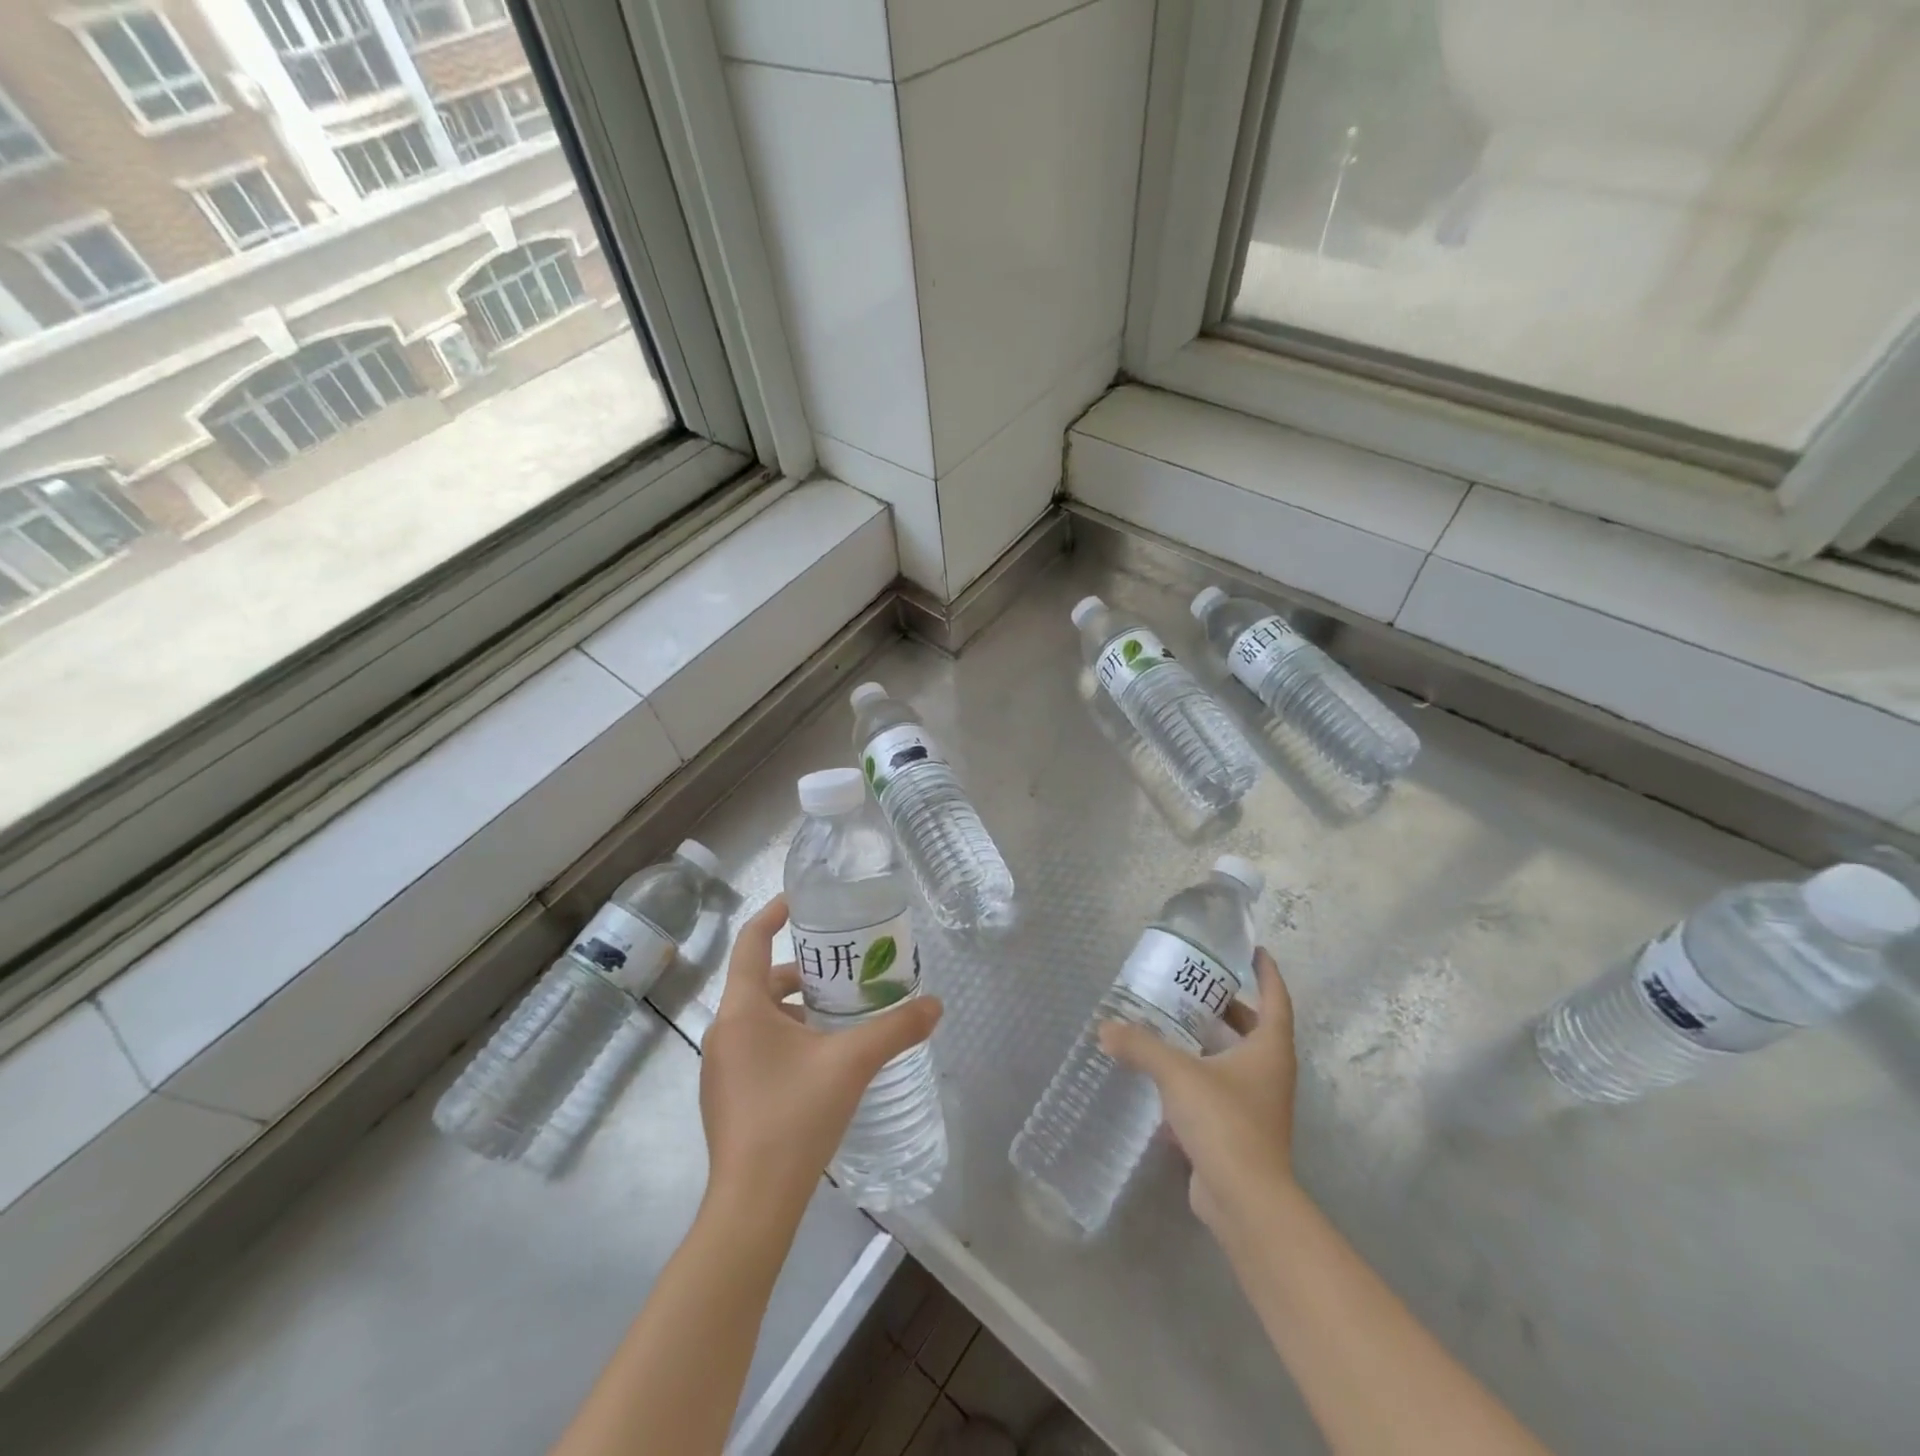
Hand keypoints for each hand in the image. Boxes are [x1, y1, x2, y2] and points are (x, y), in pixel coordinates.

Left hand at [699, 896, 941, 1220]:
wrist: (753, 1204)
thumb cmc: (795, 1117)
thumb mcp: (852, 1064)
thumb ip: (896, 1028)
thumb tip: (935, 1005)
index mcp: (742, 1010)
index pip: (751, 941)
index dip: (773, 914)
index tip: (799, 900)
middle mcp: (724, 1031)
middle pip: (761, 980)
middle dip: (803, 970)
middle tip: (844, 969)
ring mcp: (721, 1067)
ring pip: (759, 1016)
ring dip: (796, 1007)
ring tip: (840, 1014)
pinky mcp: (727, 1095)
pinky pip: (756, 1046)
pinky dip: (786, 1037)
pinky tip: (821, 1059)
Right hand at [1098, 948, 1295, 1232]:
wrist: (1244, 1199)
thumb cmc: (1224, 1121)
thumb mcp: (1177, 1074)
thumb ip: (1141, 1046)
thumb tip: (1105, 1028)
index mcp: (1269, 1050)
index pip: (1276, 999)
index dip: (1267, 973)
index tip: (1253, 950)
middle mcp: (1270, 1073)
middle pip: (1255, 1029)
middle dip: (1229, 1006)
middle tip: (1195, 987)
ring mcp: (1258, 1105)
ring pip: (1237, 1061)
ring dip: (1212, 1041)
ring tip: (1174, 1023)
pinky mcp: (1240, 1132)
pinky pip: (1221, 1090)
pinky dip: (1200, 1075)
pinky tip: (1167, 1074)